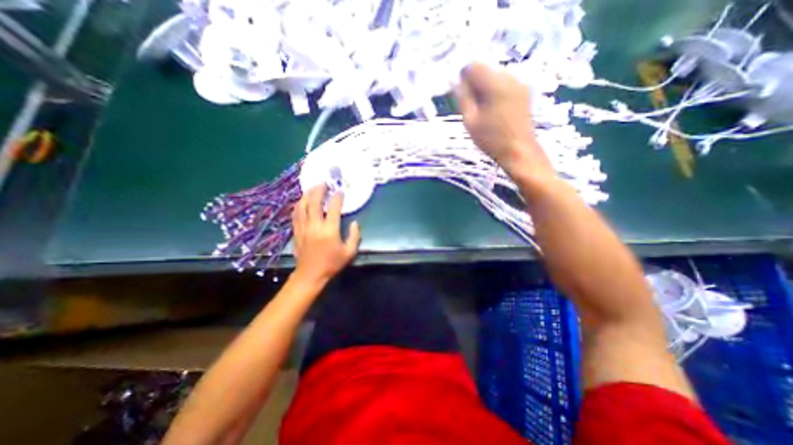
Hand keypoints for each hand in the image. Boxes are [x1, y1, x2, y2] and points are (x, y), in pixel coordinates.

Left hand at [291, 184, 361, 284]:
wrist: (310, 274)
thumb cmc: (332, 263)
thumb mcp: (349, 252)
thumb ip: (355, 236)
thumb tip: (355, 223)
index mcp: (329, 230)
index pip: (333, 208)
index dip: (337, 198)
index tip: (340, 191)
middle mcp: (315, 225)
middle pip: (314, 202)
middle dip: (319, 190)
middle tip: (323, 183)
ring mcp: (303, 227)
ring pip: (302, 205)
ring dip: (307, 194)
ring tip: (313, 188)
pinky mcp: (296, 230)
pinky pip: (296, 213)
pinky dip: (299, 204)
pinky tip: (302, 200)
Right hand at [459, 63, 553, 176]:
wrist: (518, 151)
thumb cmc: (492, 139)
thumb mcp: (471, 121)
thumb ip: (463, 99)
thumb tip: (456, 83)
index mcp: (495, 85)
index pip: (473, 67)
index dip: (463, 79)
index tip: (461, 95)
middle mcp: (509, 77)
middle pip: (485, 69)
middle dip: (475, 83)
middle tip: (471, 105)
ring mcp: (519, 83)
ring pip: (494, 75)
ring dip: (484, 87)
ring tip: (483, 109)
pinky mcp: (523, 90)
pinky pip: (504, 82)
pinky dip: (494, 90)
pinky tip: (493, 109)